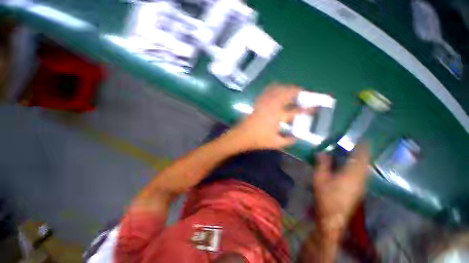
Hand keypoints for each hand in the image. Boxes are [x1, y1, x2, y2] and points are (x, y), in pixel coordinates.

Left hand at [230, 84, 306, 149]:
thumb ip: (288, 141)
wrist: (242, 136)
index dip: (307, 109)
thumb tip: (297, 138)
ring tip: (292, 89)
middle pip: (286, 94)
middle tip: (303, 92)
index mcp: (278, 117)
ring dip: (286, 87)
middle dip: (296, 91)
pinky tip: (276, 87)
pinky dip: (273, 87)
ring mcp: (264, 103)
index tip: (315, 107)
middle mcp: (272, 107)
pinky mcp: (258, 103)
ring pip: (277, 90)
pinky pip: (266, 92)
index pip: (296, 111)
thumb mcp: (275, 143)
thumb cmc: (258, 140)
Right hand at [313, 144, 369, 238]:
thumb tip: (322, 152)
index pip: (359, 158)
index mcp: (350, 175)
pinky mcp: (359, 189)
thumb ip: (322, 164)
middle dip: (365, 152)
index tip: (364, 139)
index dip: (362, 149)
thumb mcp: (320, 178)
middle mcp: (359, 179)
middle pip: (365, 163)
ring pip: (366, 169)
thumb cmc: (325, 196)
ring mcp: (361, 185)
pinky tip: (357, 165)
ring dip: (364, 159)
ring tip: (360, 151)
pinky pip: (364, 174)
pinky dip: (362, 166)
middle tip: (362, 143)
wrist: (333, 216)